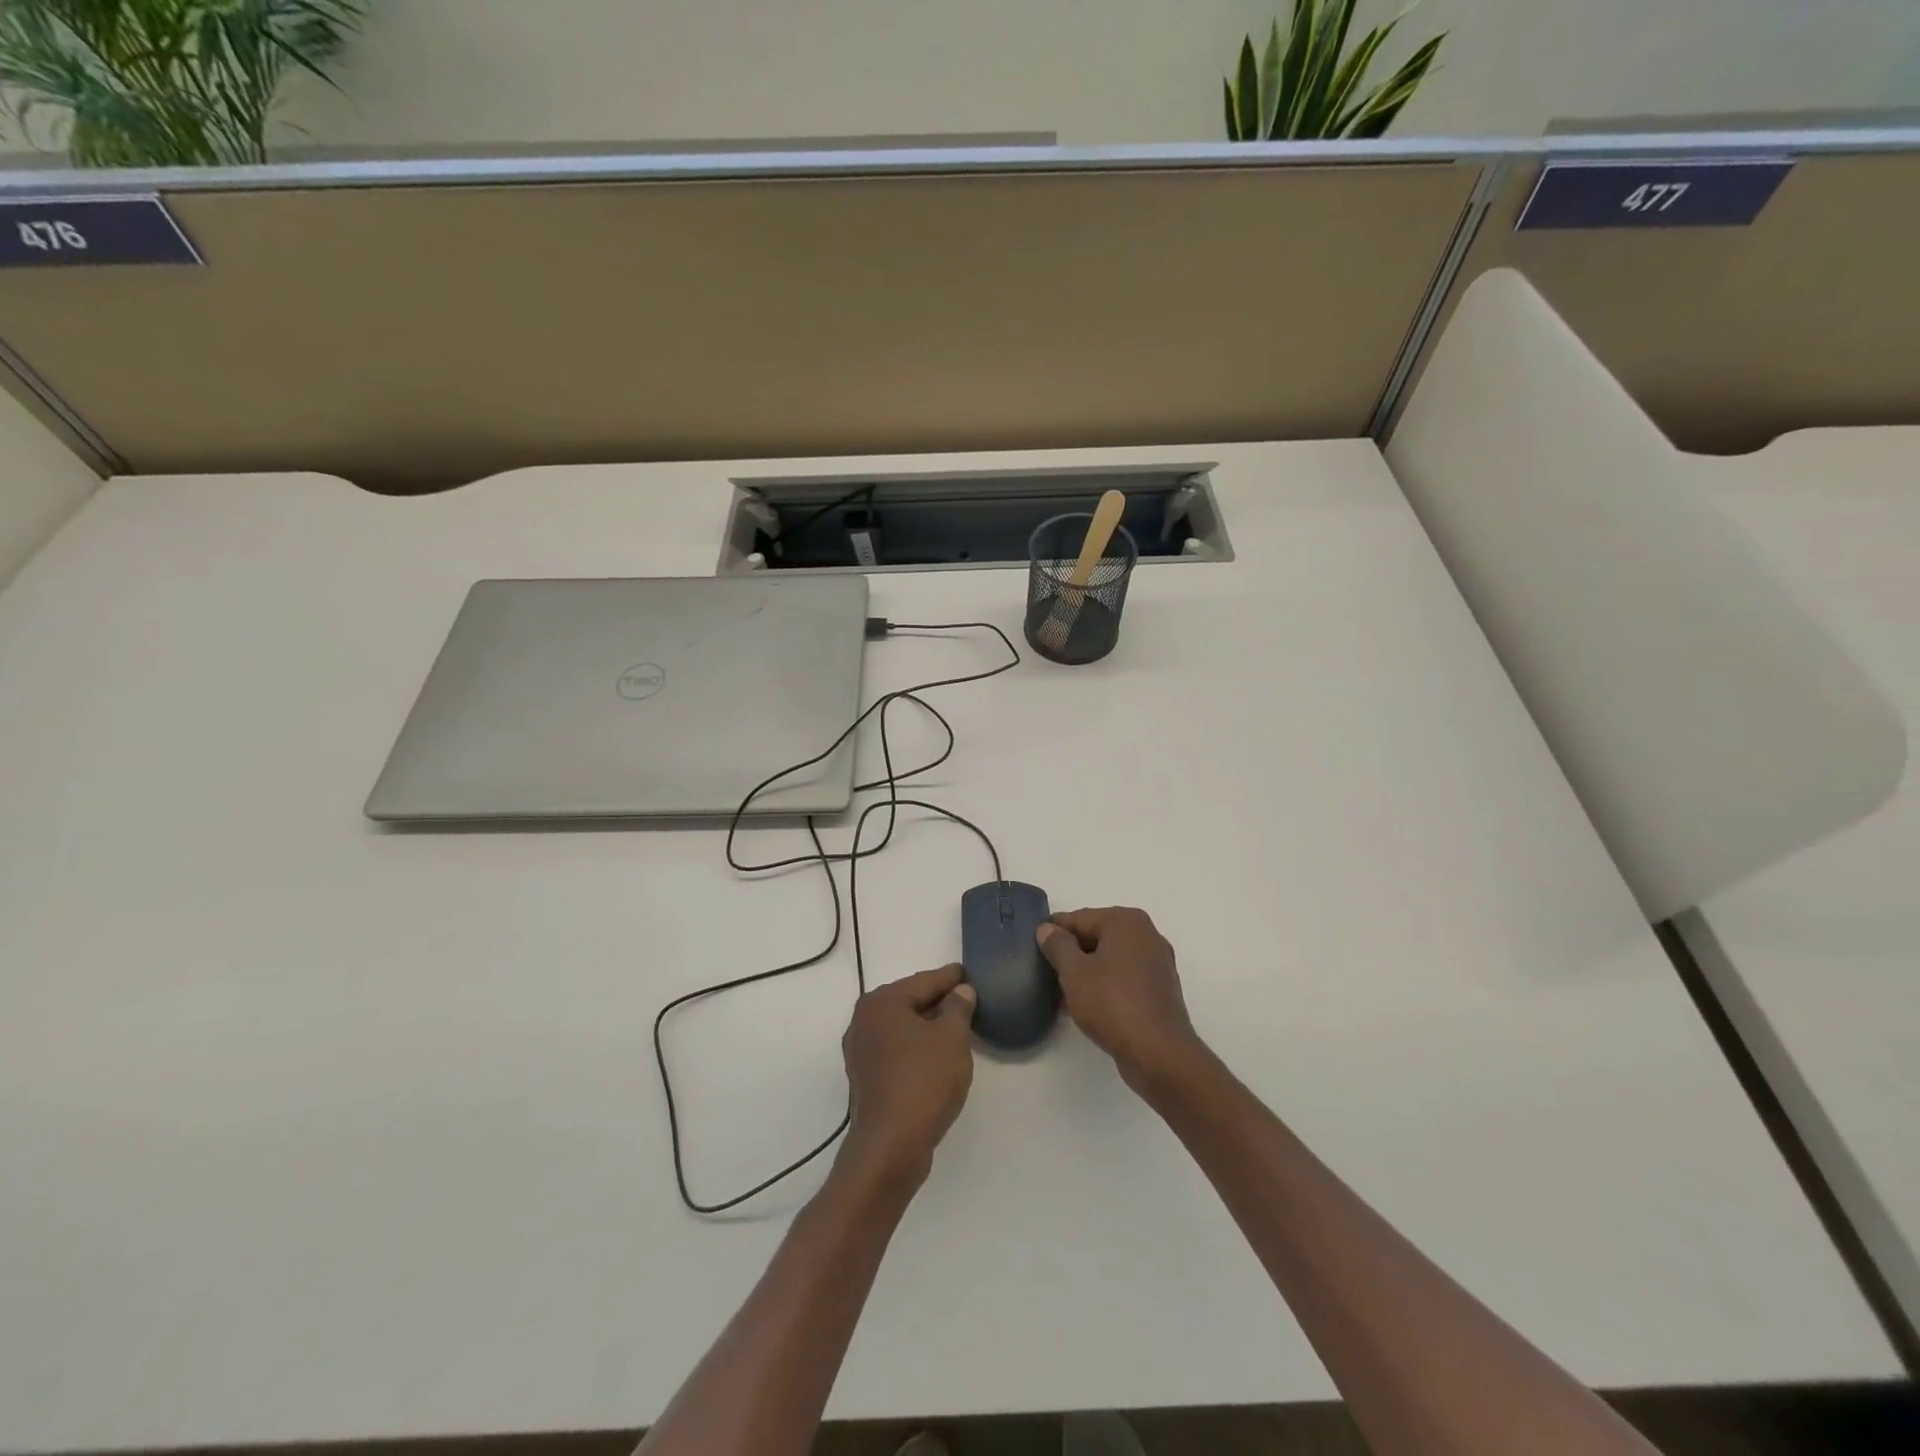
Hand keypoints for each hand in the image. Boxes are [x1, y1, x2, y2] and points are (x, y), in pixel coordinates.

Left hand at [840, 965, 976, 1187]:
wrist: (891, 1146)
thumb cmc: (924, 1081)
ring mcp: (861, 1051)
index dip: (950, 977)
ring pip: (902, 1027)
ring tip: (957, 1027)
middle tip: (967, 1000)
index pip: (924, 981)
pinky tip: (936, 1056)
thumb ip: (958, 1008)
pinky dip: (916, 1047)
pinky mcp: (865, 1078)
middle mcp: (864, 1020)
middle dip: (938, 1001)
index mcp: (882, 1002)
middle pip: (909, 1002)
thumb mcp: (952, 1038)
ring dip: (927, 1026)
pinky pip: (896, 1050)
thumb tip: (960, 992)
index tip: (967, 972)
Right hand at [1038, 907, 1206, 1095]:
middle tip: (1046, 971)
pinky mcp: (1160, 989)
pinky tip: (1086, 1005)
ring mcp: (1157, 962)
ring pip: (1111, 959)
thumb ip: (1057, 946)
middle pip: (1097, 936)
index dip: (1054, 931)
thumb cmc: (1112, 1003)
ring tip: (1061, 992)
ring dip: (1087, 972)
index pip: (1080, 918)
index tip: (1034, 945)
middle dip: (1071, 953)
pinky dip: (1105, 985)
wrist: (1158, 1053)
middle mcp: (1146, 934)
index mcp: (1126, 921)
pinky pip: (1125, 977)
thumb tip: (1047, 929)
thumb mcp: (1074, 972)